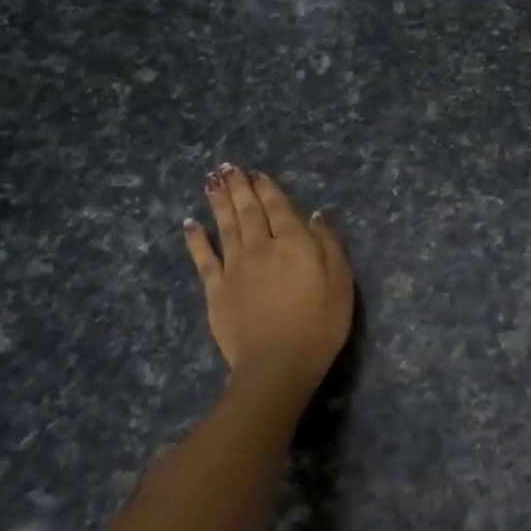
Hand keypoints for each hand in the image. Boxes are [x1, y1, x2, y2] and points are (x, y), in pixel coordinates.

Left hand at [184, 165, 353, 408]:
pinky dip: (196, 239)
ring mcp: (235, 267)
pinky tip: (190, 223)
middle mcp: (261, 247)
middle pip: (249, 211)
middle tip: (228, 167)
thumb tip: (316, 216)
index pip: (280, 208)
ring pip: (226, 226)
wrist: (278, 363)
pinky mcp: (216, 290)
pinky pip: (203, 258)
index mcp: (294, 243)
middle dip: (239, 187)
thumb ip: (328, 245)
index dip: (269, 189)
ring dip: (218, 202)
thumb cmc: (320, 323)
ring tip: (211, 180)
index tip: (258, 173)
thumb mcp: (341, 281)